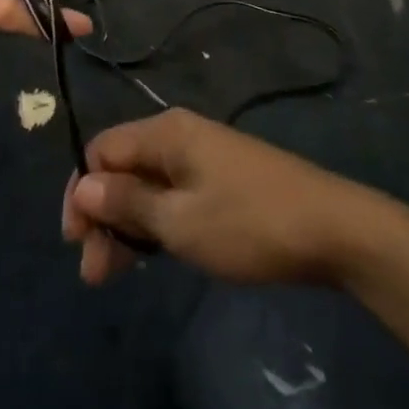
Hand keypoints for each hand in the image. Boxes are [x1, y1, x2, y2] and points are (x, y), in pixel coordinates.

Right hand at [60, 109, 370, 286]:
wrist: (332, 229)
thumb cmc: (249, 223)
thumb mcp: (181, 221)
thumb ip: (128, 203)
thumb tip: (83, 188)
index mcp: (166, 133)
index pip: (102, 150)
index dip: (82, 192)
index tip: (75, 243)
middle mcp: (180, 135)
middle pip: (123, 168)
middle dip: (102, 216)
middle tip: (94, 273)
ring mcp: (203, 157)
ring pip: (147, 185)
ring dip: (126, 225)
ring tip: (113, 275)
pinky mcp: (221, 179)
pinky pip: (173, 194)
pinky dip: (155, 223)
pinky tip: (151, 255)